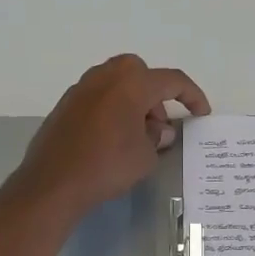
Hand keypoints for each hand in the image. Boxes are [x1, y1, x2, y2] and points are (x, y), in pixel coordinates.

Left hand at [15, 55, 210, 216]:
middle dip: (155, 93)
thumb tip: (159, 130)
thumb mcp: (145, 156)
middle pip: (140, 72)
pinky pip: (98, 97)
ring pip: (116, 82)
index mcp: (131, 84)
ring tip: (136, 135)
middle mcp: (105, 77)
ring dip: (132, 100)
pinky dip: (112, 108)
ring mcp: (81, 89)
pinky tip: (111, 138)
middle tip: (158, 124)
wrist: (53, 183)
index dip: (192, 96)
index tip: (201, 113)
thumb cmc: (107, 166)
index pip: (172, 81)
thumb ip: (157, 137)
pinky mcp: (65, 105)